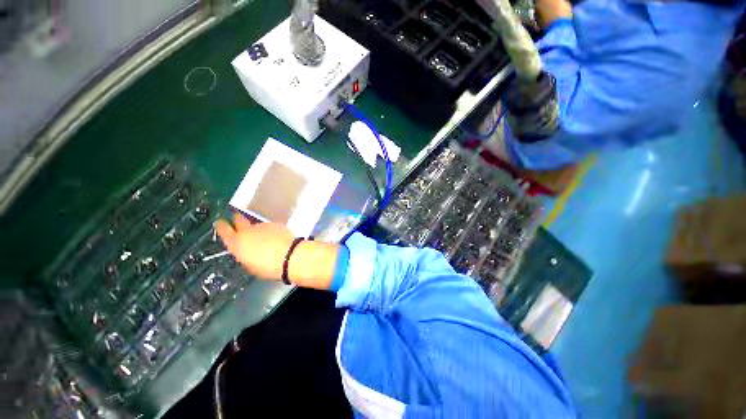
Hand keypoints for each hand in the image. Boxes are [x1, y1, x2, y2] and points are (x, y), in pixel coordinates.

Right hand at [215, 213, 293, 280]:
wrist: (290, 256)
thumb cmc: (268, 267)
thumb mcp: (250, 266)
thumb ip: (245, 256)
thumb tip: (246, 251)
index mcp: (237, 243)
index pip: (223, 230)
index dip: (221, 225)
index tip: (219, 222)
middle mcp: (248, 231)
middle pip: (238, 220)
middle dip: (236, 219)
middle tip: (236, 219)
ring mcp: (263, 226)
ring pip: (256, 226)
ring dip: (258, 230)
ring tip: (265, 239)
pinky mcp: (276, 224)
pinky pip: (269, 227)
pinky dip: (270, 232)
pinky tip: (276, 239)